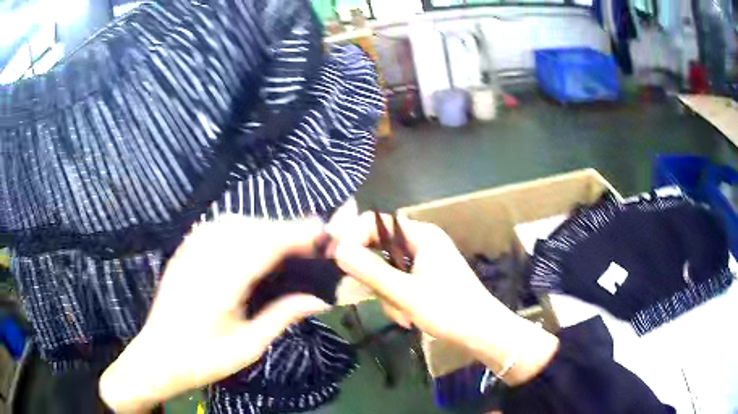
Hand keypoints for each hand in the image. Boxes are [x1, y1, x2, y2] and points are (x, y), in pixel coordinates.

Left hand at [100, 216, 330, 412]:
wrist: (159, 356)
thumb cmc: (204, 359)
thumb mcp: (248, 346)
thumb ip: (282, 316)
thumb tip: (320, 298)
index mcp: (219, 284)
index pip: (263, 246)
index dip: (295, 234)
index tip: (323, 234)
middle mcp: (203, 258)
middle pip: (250, 228)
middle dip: (284, 229)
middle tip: (310, 242)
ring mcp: (189, 251)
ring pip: (233, 222)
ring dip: (263, 227)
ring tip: (285, 244)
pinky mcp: (183, 251)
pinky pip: (216, 227)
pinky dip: (241, 227)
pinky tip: (251, 241)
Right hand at [330, 212, 557, 384]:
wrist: (482, 333)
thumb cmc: (449, 309)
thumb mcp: (405, 292)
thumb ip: (370, 271)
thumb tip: (337, 250)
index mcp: (421, 235)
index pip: (375, 223)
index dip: (353, 236)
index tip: (336, 259)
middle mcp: (421, 243)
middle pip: (379, 250)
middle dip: (377, 279)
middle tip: (382, 298)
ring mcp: (424, 262)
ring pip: (386, 272)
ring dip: (388, 295)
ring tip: (403, 315)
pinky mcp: (425, 279)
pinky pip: (398, 284)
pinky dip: (397, 301)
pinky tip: (408, 318)